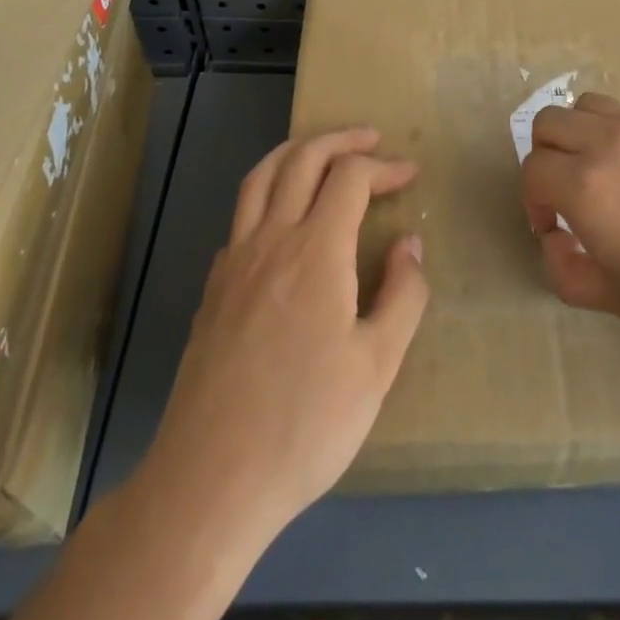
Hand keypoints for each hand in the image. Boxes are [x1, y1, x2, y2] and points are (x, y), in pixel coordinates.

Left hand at [141, 127, 428, 546]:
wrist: (210, 479)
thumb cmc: (305, 425)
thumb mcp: (376, 367)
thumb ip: (402, 296)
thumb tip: (410, 244)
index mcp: (316, 251)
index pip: (351, 178)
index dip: (383, 167)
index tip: (409, 174)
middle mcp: (272, 239)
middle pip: (302, 159)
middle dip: (341, 140)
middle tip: (371, 139)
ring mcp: (235, 261)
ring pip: (261, 177)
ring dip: (295, 151)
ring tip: (321, 150)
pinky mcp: (213, 287)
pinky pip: (241, 215)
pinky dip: (266, 193)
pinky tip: (279, 219)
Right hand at [523, 93, 619, 379]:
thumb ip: (570, 271)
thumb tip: (559, 243)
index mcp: (588, 186)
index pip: (533, 170)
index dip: (533, 203)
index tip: (554, 231)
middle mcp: (613, 142)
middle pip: (550, 121)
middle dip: (547, 157)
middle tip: (569, 196)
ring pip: (591, 106)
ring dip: (582, 134)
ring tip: (606, 176)